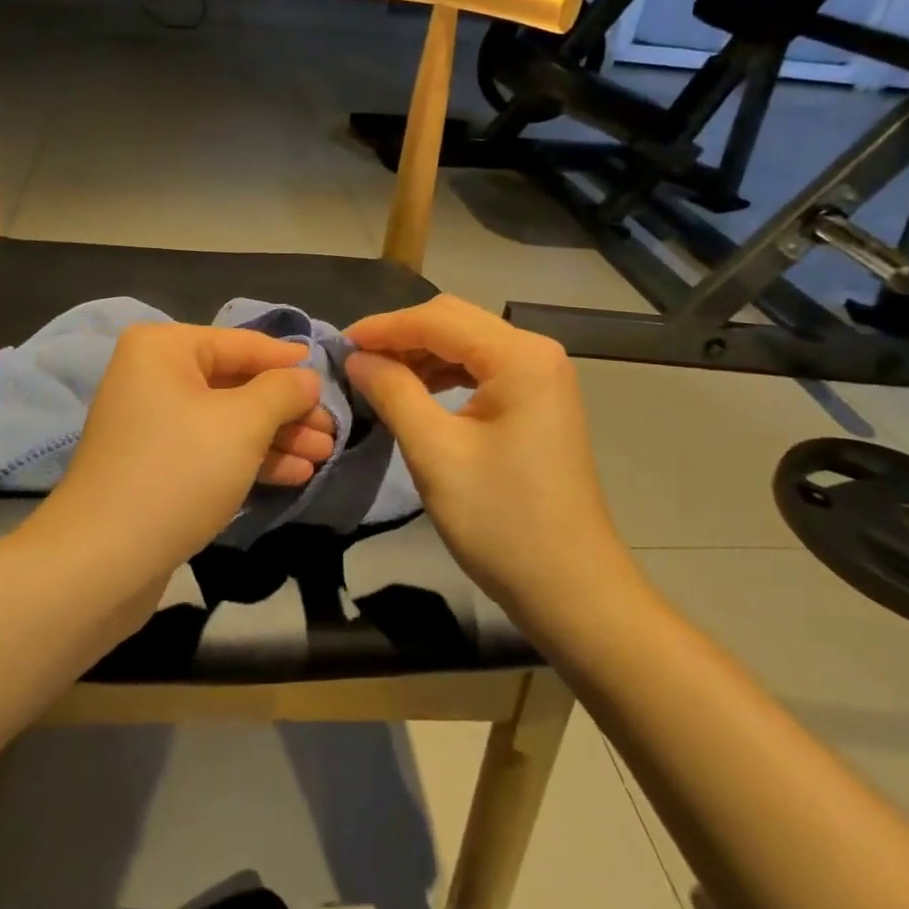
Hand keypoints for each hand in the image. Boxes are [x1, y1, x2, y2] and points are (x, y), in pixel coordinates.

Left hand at [32, 323, 326, 581]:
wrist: (102, 561)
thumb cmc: (178, 471)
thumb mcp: (242, 424)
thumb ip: (282, 391)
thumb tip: (307, 377)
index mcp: (164, 348)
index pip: (242, 344)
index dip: (288, 361)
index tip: (328, 374)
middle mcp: (154, 376)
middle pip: (236, 383)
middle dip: (287, 408)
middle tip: (333, 429)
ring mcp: (153, 423)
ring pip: (228, 420)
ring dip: (277, 437)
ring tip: (324, 455)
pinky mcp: (156, 465)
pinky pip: (212, 449)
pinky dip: (251, 458)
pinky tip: (294, 474)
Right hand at [344, 295, 635, 621]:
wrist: (570, 589)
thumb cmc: (501, 520)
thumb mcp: (435, 453)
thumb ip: (393, 392)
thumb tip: (356, 357)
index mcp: (519, 356)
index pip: (437, 320)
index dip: (383, 328)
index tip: (338, 343)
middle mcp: (536, 352)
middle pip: (454, 322)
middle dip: (400, 336)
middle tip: (354, 359)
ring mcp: (541, 376)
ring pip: (465, 343)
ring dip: (419, 354)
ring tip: (376, 376)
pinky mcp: (536, 401)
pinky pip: (480, 369)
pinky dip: (442, 374)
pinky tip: (414, 391)